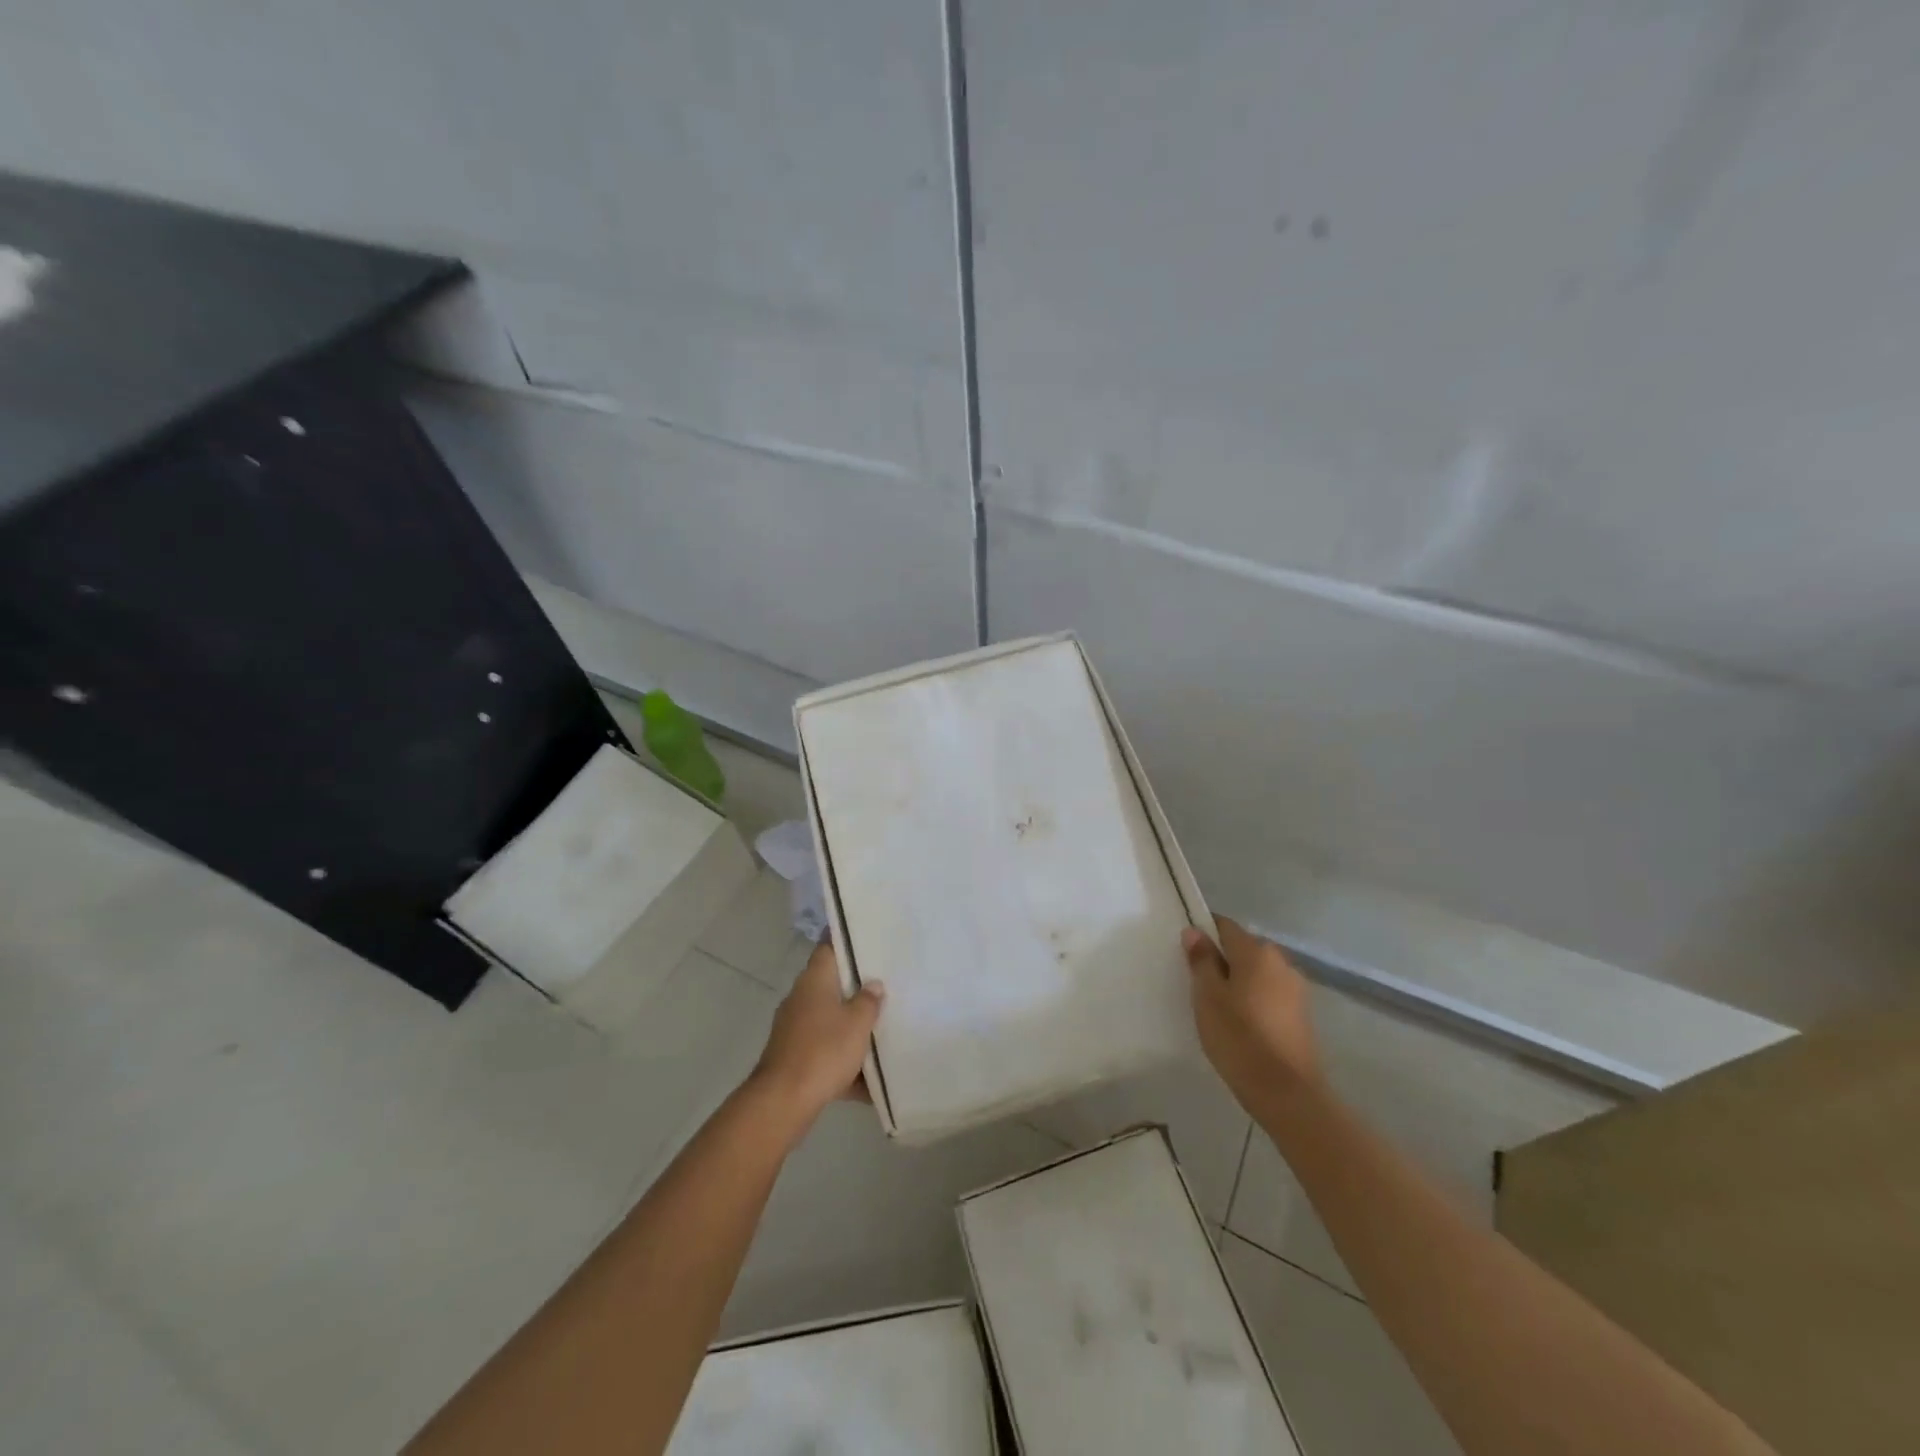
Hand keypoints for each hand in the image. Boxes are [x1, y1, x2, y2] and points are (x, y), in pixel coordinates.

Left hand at [750, 941, 884, 1126]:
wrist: (784, 1101)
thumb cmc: (824, 1050)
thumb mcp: (857, 1023)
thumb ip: (868, 1001)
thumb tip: (873, 985)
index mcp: (814, 981)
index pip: (828, 948)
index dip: (846, 941)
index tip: (867, 939)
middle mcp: (800, 998)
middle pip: (831, 985)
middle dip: (856, 989)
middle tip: (885, 986)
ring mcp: (794, 1029)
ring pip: (829, 1020)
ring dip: (850, 1027)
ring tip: (881, 1030)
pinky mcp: (793, 1057)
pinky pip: (824, 1051)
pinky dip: (842, 1061)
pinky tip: (867, 1080)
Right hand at [1183, 917, 1322, 1113]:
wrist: (1287, 1093)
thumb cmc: (1239, 1038)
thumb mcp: (1208, 997)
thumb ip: (1201, 961)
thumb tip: (1195, 932)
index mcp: (1256, 952)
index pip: (1225, 926)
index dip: (1203, 932)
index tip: (1186, 951)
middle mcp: (1281, 962)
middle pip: (1243, 948)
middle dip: (1221, 959)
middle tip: (1197, 983)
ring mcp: (1296, 988)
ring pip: (1257, 972)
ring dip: (1238, 981)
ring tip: (1218, 1007)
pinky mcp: (1301, 1014)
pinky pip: (1269, 993)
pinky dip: (1253, 999)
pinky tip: (1241, 1023)